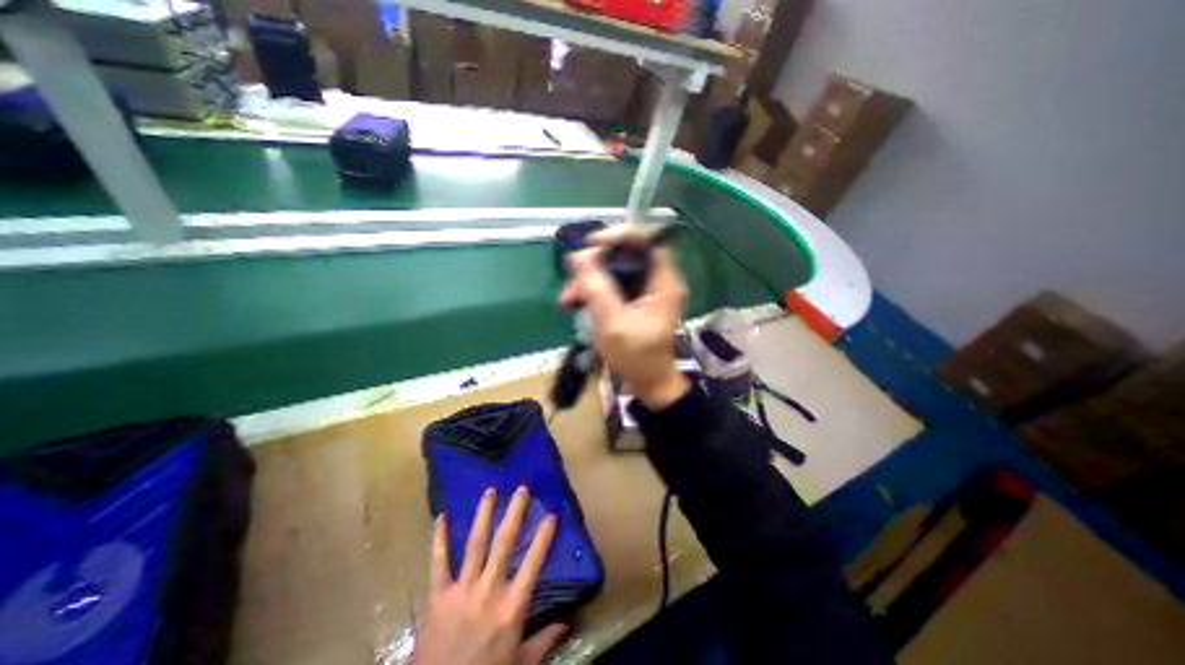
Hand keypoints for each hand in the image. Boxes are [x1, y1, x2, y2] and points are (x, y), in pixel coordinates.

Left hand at [414, 487, 565, 663]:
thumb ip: (544, 642)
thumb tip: (568, 622)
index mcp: (512, 607)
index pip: (534, 563)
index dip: (543, 537)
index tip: (551, 514)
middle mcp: (489, 590)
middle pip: (504, 543)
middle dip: (514, 513)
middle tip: (521, 489)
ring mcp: (462, 591)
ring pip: (475, 544)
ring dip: (483, 515)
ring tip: (490, 492)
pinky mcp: (437, 597)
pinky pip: (438, 563)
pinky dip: (439, 540)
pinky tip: (441, 518)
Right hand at [562, 224, 690, 410]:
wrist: (648, 385)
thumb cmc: (636, 358)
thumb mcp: (612, 323)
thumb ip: (596, 288)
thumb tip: (578, 256)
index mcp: (663, 283)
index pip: (648, 242)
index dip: (621, 235)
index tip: (592, 244)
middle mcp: (657, 282)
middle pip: (626, 256)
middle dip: (595, 265)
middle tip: (572, 280)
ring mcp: (645, 292)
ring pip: (615, 271)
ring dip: (589, 281)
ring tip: (567, 300)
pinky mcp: (634, 302)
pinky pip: (612, 286)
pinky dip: (593, 292)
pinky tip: (576, 304)